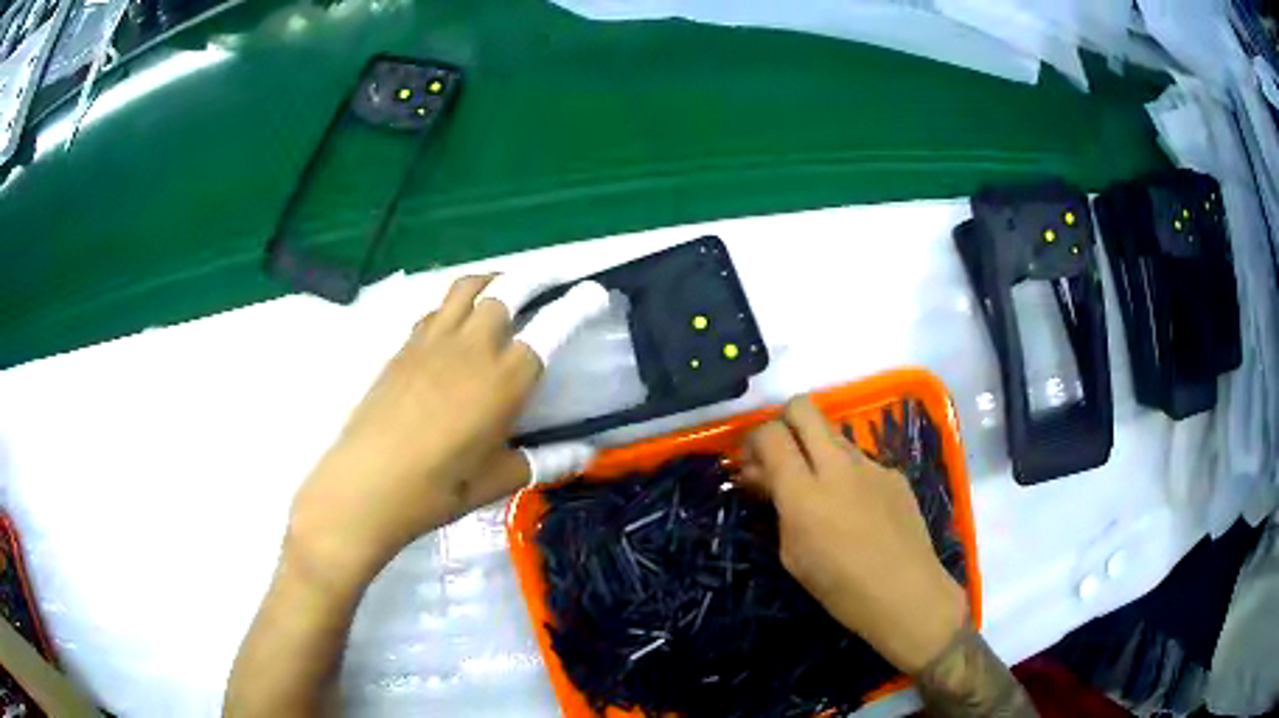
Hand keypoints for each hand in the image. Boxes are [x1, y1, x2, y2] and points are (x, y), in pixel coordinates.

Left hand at [287, 275, 602, 590]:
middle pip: (509, 289)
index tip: (595, 293)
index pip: (552, 327)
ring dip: (493, 280)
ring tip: (505, 289)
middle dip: (536, 278)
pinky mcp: (405, 346)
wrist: (367, 484)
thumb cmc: (438, 488)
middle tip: (551, 282)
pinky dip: (456, 304)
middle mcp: (473, 346)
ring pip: (468, 287)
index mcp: (505, 379)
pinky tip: (457, 326)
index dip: (578, 305)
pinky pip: (437, 309)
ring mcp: (434, 341)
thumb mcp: (498, 480)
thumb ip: (544, 461)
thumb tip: (585, 453)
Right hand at [739, 397, 967, 674]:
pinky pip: (862, 461)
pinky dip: (849, 474)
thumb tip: (765, 479)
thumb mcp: (792, 556)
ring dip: (818, 450)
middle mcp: (837, 465)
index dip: (754, 440)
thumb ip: (778, 508)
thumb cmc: (840, 588)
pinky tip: (858, 510)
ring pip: (834, 434)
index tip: (752, 464)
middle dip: (784, 422)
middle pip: (803, 408)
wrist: (906, 594)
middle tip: (782, 456)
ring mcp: (871, 465)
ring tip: (821, 490)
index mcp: (804, 491)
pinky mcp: (894, 474)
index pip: (770, 433)